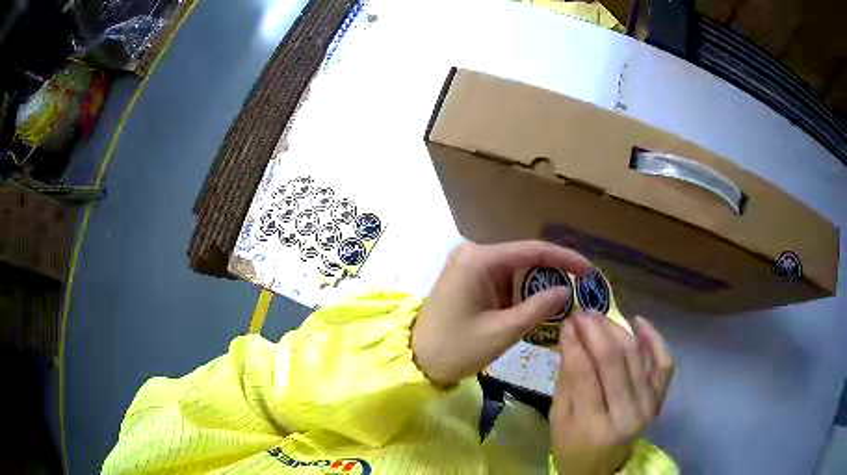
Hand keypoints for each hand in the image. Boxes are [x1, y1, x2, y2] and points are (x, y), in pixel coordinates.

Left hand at [412, 241, 589, 386]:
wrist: (417, 362)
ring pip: (517, 272)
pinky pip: (505, 283)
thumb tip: (566, 290)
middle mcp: (474, 255)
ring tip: (567, 304)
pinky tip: (542, 310)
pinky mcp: (471, 281)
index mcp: (479, 259)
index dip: (565, 259)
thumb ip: (538, 308)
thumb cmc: (456, 349)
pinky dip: (524, 296)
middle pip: (525, 260)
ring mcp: (471, 267)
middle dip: (554, 276)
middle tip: (581, 293)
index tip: (589, 271)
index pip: (532, 250)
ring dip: (540, 288)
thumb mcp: (502, 332)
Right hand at [551, 315, 673, 474]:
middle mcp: (628, 414)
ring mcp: (648, 405)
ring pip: (637, 355)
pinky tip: (638, 321)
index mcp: (595, 426)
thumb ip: (566, 380)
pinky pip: (664, 362)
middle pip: (614, 360)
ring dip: (618, 329)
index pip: (585, 374)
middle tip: (582, 313)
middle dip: (596, 331)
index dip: (575, 343)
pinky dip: (654, 338)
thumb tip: (569, 337)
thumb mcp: (558, 420)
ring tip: (600, 315)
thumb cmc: (573, 447)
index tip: (567, 322)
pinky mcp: (659, 398)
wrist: (604, 467)